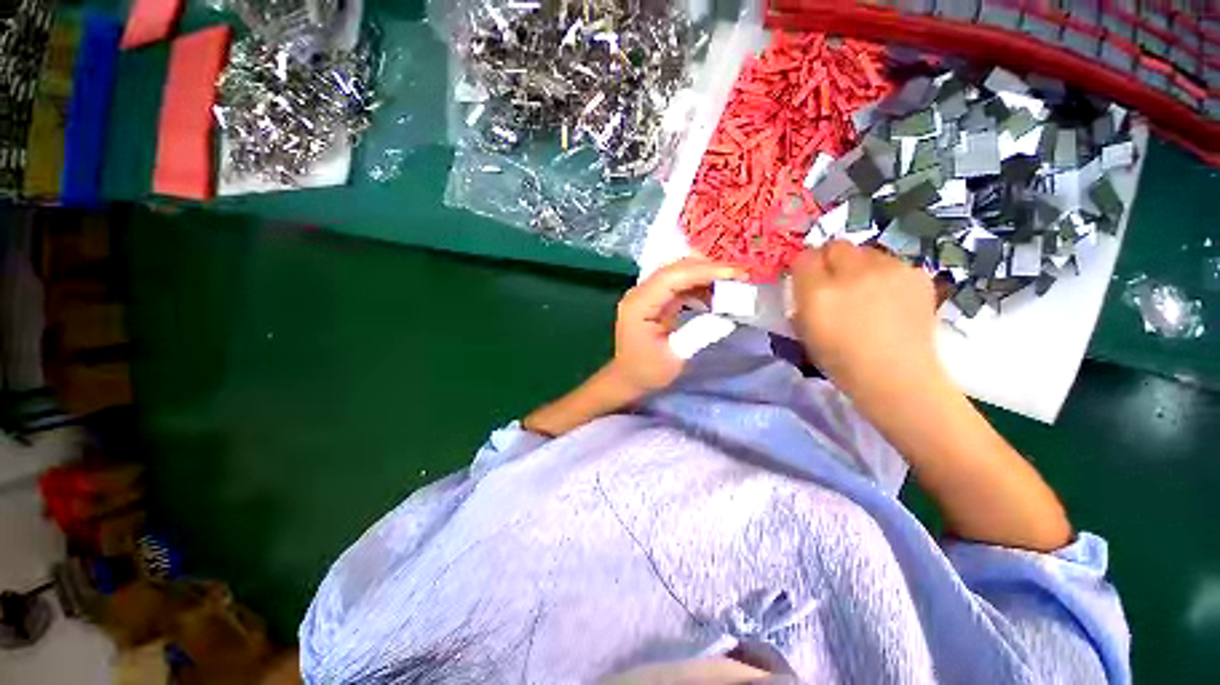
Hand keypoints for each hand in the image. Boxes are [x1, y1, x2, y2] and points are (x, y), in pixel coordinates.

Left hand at [607, 258, 745, 394]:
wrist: (628, 377)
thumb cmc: (647, 371)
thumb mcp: (675, 357)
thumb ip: (699, 333)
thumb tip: (728, 314)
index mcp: (639, 304)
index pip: (672, 276)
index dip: (705, 271)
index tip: (736, 274)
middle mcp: (640, 292)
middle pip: (676, 269)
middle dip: (709, 269)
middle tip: (741, 276)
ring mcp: (647, 293)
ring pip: (679, 273)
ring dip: (706, 275)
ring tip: (733, 285)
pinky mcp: (655, 298)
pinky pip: (679, 284)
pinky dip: (700, 286)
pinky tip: (716, 296)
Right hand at [790, 241, 940, 398]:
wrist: (897, 375)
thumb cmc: (841, 360)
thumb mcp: (805, 332)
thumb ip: (801, 301)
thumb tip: (804, 285)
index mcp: (819, 292)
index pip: (804, 257)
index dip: (804, 266)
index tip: (806, 278)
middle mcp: (853, 273)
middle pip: (836, 246)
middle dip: (831, 259)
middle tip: (835, 282)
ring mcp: (890, 270)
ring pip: (866, 252)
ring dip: (859, 265)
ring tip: (866, 291)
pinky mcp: (917, 274)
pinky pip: (892, 263)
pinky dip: (885, 275)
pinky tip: (890, 299)